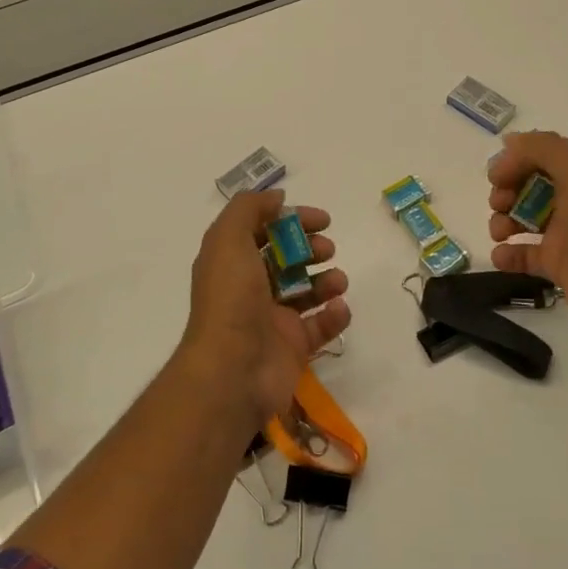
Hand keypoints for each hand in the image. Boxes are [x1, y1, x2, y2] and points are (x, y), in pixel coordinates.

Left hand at [178, 189, 351, 429]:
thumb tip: (276, 197)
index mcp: (232, 262)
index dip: (292, 220)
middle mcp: (251, 289)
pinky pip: (320, 327)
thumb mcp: (228, 240)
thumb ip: (249, 209)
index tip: (322, 219)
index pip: (264, 232)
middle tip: (327, 249)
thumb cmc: (231, 299)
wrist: (233, 371)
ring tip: (337, 281)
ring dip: (327, 280)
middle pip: (287, 260)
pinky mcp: (293, 347)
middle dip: (311, 249)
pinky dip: (334, 315)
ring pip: (306, 291)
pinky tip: (339, 308)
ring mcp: (272, 320)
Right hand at [487, 130, 567, 344]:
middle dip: (506, 191)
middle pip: (526, 185)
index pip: (540, 153)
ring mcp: (565, 232)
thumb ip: (541, 148)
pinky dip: (507, 253)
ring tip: (500, 234)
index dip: (514, 160)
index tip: (497, 177)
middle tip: (501, 205)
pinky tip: (502, 255)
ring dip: (502, 221)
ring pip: (521, 218)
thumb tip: (509, 144)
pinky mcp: (557, 263)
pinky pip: (523, 253)